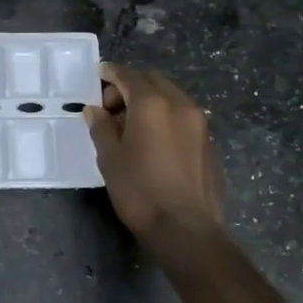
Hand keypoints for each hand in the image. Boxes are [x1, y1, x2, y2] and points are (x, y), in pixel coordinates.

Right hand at [82, 64, 222, 242]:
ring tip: (130, 125)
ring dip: (150, 101)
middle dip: (131, 86)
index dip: (112, 74)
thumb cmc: (139, 191)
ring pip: (171, 97)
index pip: (129, 76)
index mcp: (152, 104)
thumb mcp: (110, 159)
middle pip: (153, 81)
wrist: (185, 228)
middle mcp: (180, 104)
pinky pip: (183, 115)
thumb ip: (101, 128)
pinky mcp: (208, 141)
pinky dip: (165, 116)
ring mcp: (199, 122)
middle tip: (110, 107)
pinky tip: (153, 139)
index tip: (99, 76)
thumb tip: (95, 111)